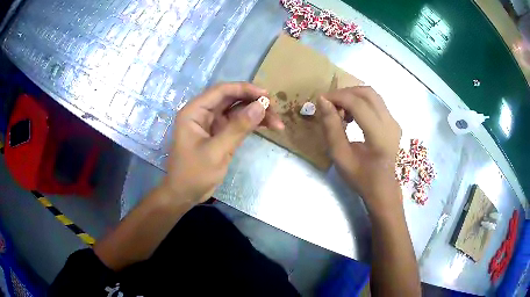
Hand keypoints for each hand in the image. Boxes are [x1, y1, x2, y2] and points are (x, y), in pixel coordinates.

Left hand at [162, 82, 283, 204]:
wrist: (185, 194)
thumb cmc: (194, 173)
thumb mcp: (216, 151)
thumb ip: (238, 127)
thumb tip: (261, 106)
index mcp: (195, 111)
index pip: (221, 91)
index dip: (244, 89)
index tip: (266, 95)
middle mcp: (204, 113)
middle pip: (232, 99)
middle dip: (254, 102)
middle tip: (276, 110)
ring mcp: (213, 124)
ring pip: (238, 111)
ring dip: (257, 114)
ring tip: (278, 123)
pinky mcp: (221, 135)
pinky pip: (239, 124)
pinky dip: (253, 125)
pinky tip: (269, 127)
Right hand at [318, 86, 401, 209]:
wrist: (383, 188)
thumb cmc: (361, 177)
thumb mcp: (340, 156)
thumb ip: (331, 127)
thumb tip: (323, 101)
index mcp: (380, 136)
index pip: (358, 104)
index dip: (338, 97)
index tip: (321, 101)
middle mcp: (391, 123)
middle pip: (367, 92)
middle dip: (345, 93)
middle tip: (330, 105)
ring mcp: (394, 121)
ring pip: (372, 94)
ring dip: (353, 96)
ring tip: (340, 111)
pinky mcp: (393, 122)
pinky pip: (376, 102)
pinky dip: (360, 102)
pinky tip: (352, 116)